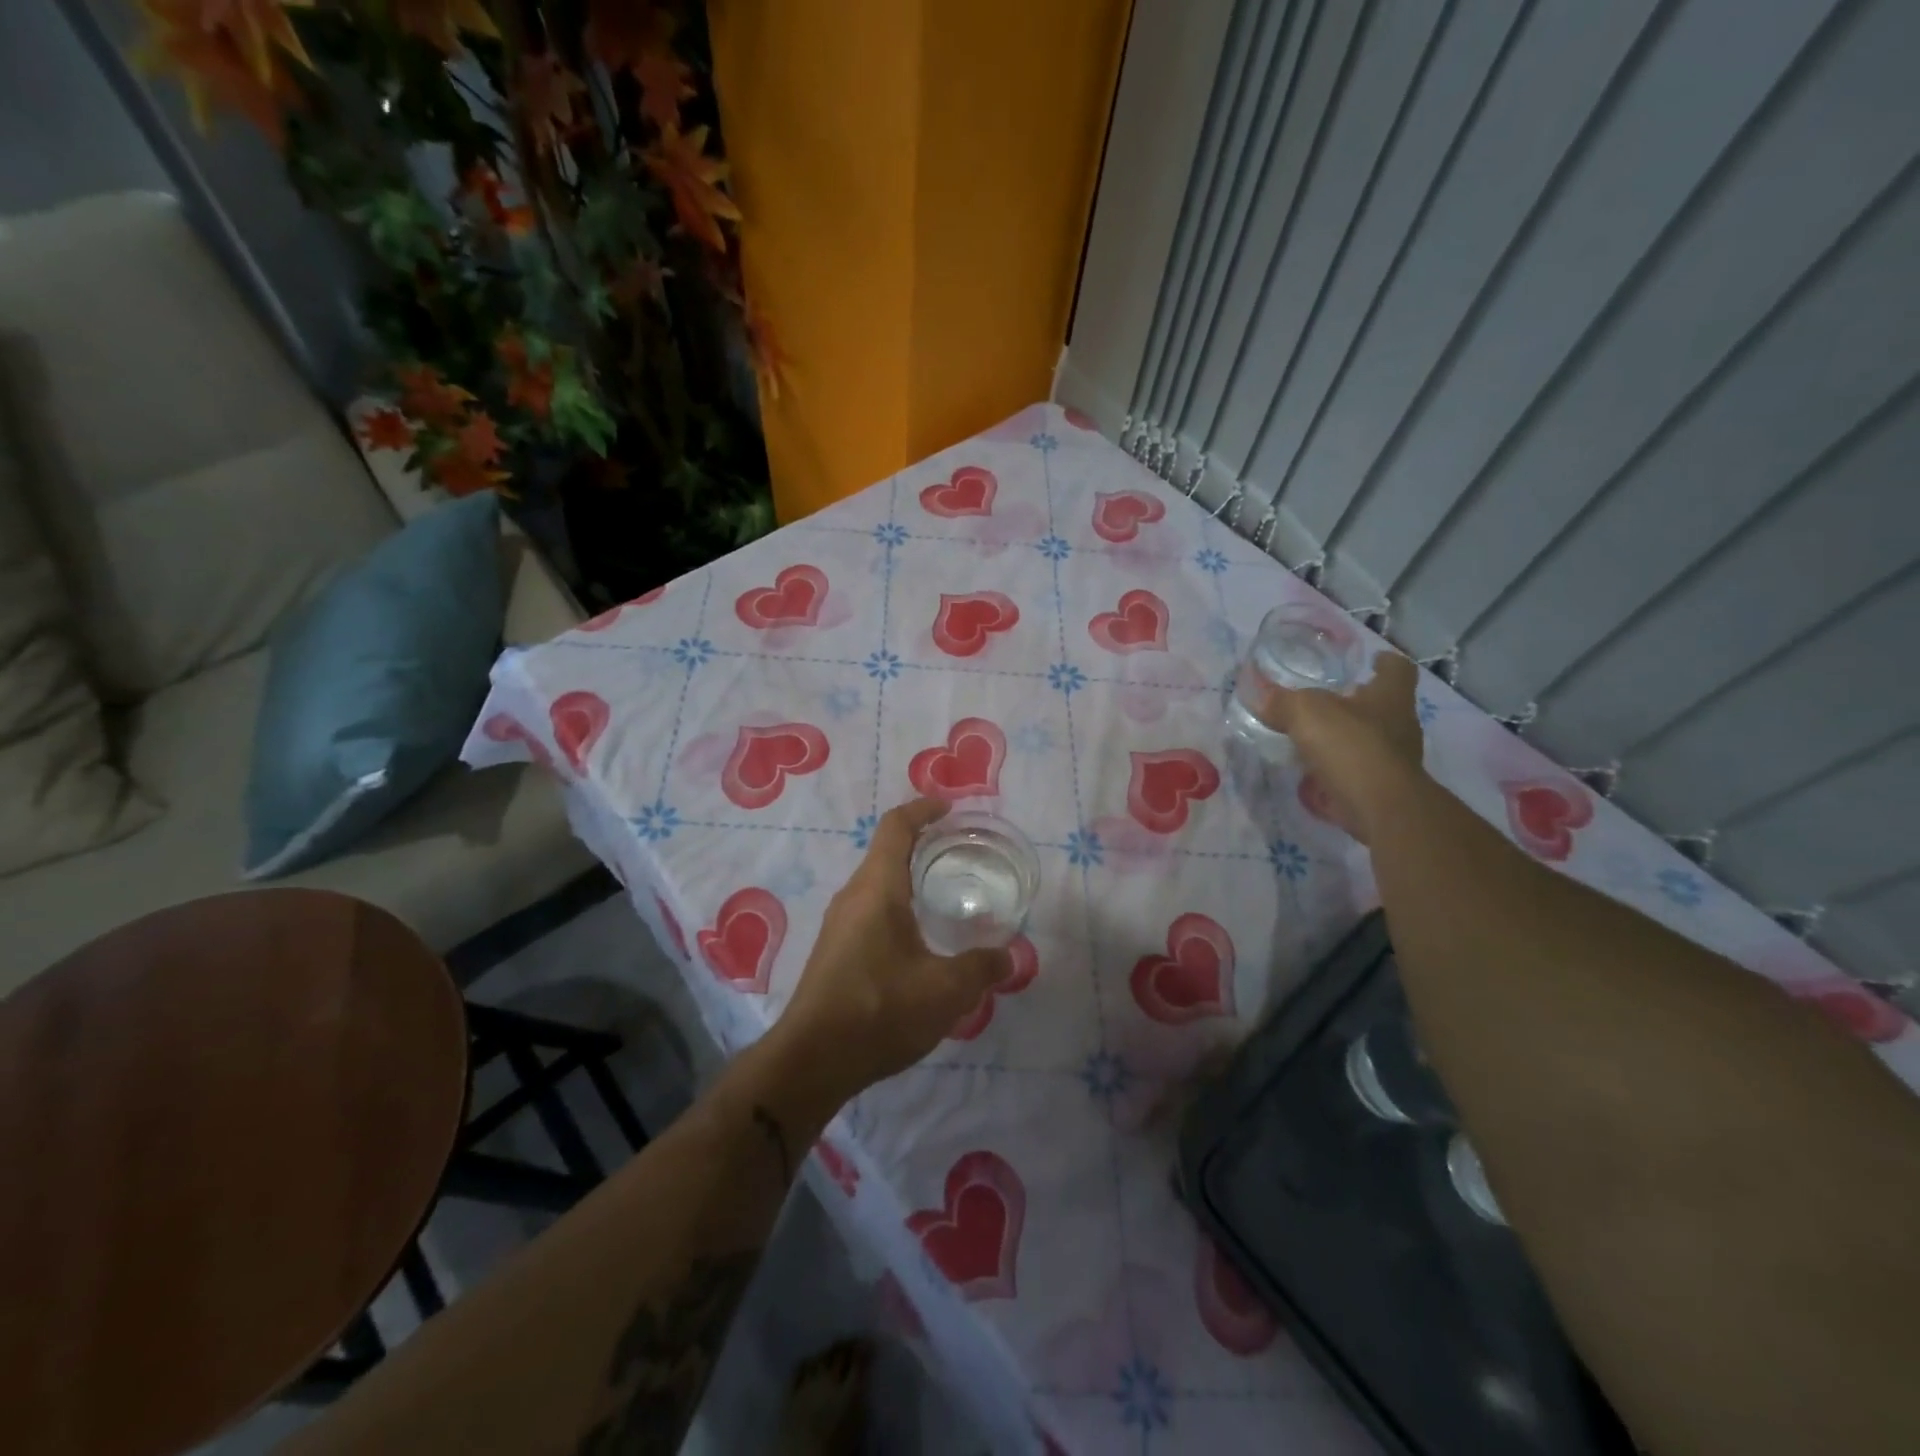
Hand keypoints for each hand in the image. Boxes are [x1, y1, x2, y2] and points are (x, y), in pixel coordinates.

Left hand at [770, 800, 1011, 1106]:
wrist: (811, 1062)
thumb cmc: (879, 1011)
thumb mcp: (945, 991)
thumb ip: (981, 969)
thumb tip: (1008, 957)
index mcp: (876, 888)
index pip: (896, 827)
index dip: (923, 809)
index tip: (950, 809)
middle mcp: (853, 897)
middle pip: (886, 852)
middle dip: (923, 845)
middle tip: (962, 855)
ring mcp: (839, 925)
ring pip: (877, 885)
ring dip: (909, 880)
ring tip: (946, 895)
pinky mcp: (835, 951)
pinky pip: (870, 912)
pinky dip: (898, 908)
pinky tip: (920, 941)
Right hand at [1249, 649, 1425, 844]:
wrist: (1379, 807)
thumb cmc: (1350, 746)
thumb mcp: (1305, 712)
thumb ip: (1282, 702)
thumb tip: (1259, 695)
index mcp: (1390, 697)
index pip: (1397, 670)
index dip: (1384, 663)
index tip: (1370, 661)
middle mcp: (1400, 725)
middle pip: (1383, 706)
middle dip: (1358, 703)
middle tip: (1328, 700)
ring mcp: (1394, 760)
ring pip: (1370, 740)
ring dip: (1346, 739)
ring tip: (1312, 739)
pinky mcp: (1383, 789)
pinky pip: (1357, 772)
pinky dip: (1338, 771)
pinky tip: (1312, 774)